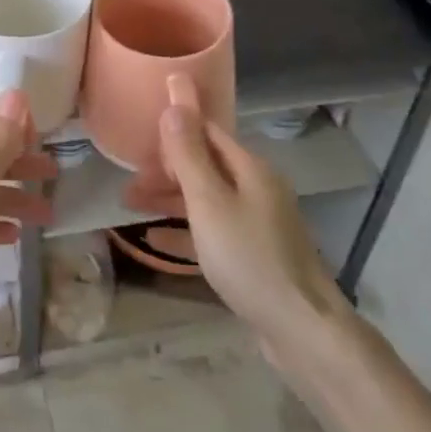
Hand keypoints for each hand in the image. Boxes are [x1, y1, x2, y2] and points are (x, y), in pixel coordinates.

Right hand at [124, 76, 349, 348]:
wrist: (301, 330)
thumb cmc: (249, 257)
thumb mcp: (209, 202)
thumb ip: (188, 154)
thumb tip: (176, 101)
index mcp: (250, 168)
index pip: (207, 131)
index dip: (175, 128)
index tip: (140, 132)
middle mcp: (256, 188)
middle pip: (204, 166)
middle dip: (165, 169)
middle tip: (129, 177)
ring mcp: (258, 223)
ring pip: (205, 199)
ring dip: (169, 199)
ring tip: (130, 204)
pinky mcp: (254, 255)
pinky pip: (212, 231)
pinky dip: (184, 230)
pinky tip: (155, 240)